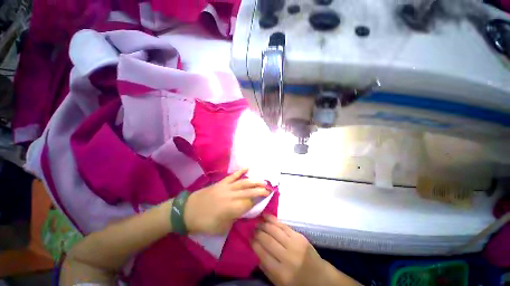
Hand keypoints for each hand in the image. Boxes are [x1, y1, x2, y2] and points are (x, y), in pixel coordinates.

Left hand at [184, 168, 268, 234]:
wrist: (188, 211)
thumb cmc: (204, 222)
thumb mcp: (221, 228)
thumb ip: (234, 219)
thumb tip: (242, 213)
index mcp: (232, 208)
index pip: (249, 203)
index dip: (258, 201)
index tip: (266, 199)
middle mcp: (232, 195)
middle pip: (249, 191)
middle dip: (261, 190)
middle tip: (270, 189)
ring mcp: (227, 187)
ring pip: (244, 182)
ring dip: (255, 181)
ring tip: (263, 181)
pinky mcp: (222, 182)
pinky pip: (233, 175)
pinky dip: (241, 171)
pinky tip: (248, 168)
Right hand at [252, 215, 327, 285]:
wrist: (319, 277)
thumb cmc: (298, 283)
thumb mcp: (279, 283)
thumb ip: (266, 269)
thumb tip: (256, 251)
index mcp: (281, 273)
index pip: (263, 254)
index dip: (254, 244)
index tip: (249, 237)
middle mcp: (288, 257)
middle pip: (268, 240)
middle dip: (258, 232)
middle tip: (252, 228)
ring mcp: (294, 244)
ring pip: (275, 230)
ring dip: (264, 224)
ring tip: (258, 222)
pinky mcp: (299, 236)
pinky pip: (283, 226)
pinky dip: (273, 220)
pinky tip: (267, 217)